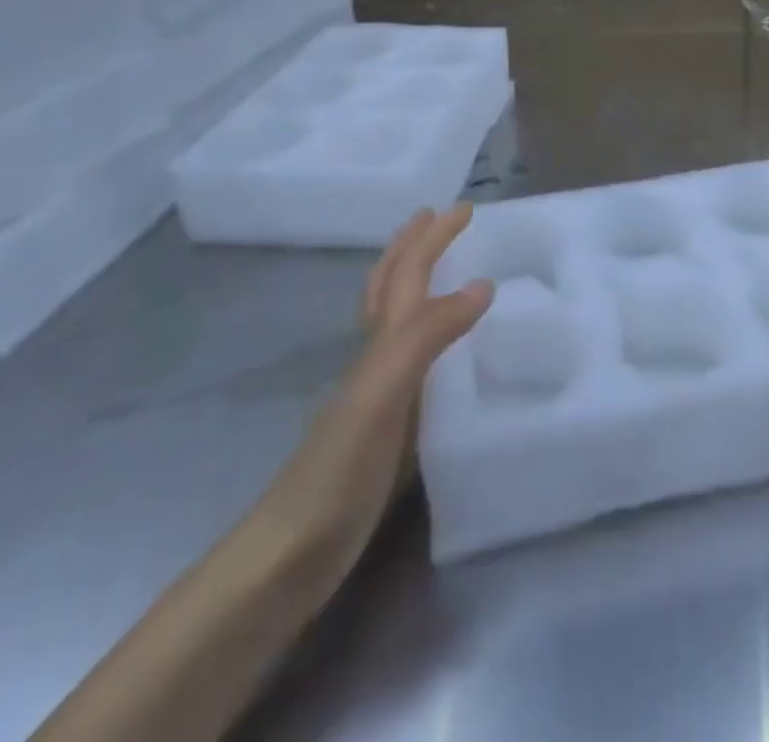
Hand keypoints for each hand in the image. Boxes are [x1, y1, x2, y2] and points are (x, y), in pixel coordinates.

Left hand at [255, 205, 492, 562]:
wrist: (286, 560)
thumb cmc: (336, 472)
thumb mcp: (384, 395)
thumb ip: (427, 337)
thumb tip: (482, 284)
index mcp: (379, 345)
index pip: (408, 276)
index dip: (432, 239)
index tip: (464, 209)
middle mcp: (376, 360)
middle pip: (390, 288)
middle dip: (414, 248)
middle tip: (441, 220)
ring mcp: (378, 394)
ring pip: (399, 322)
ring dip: (418, 285)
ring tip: (444, 270)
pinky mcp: (387, 428)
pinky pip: (415, 363)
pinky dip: (431, 337)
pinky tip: (445, 354)